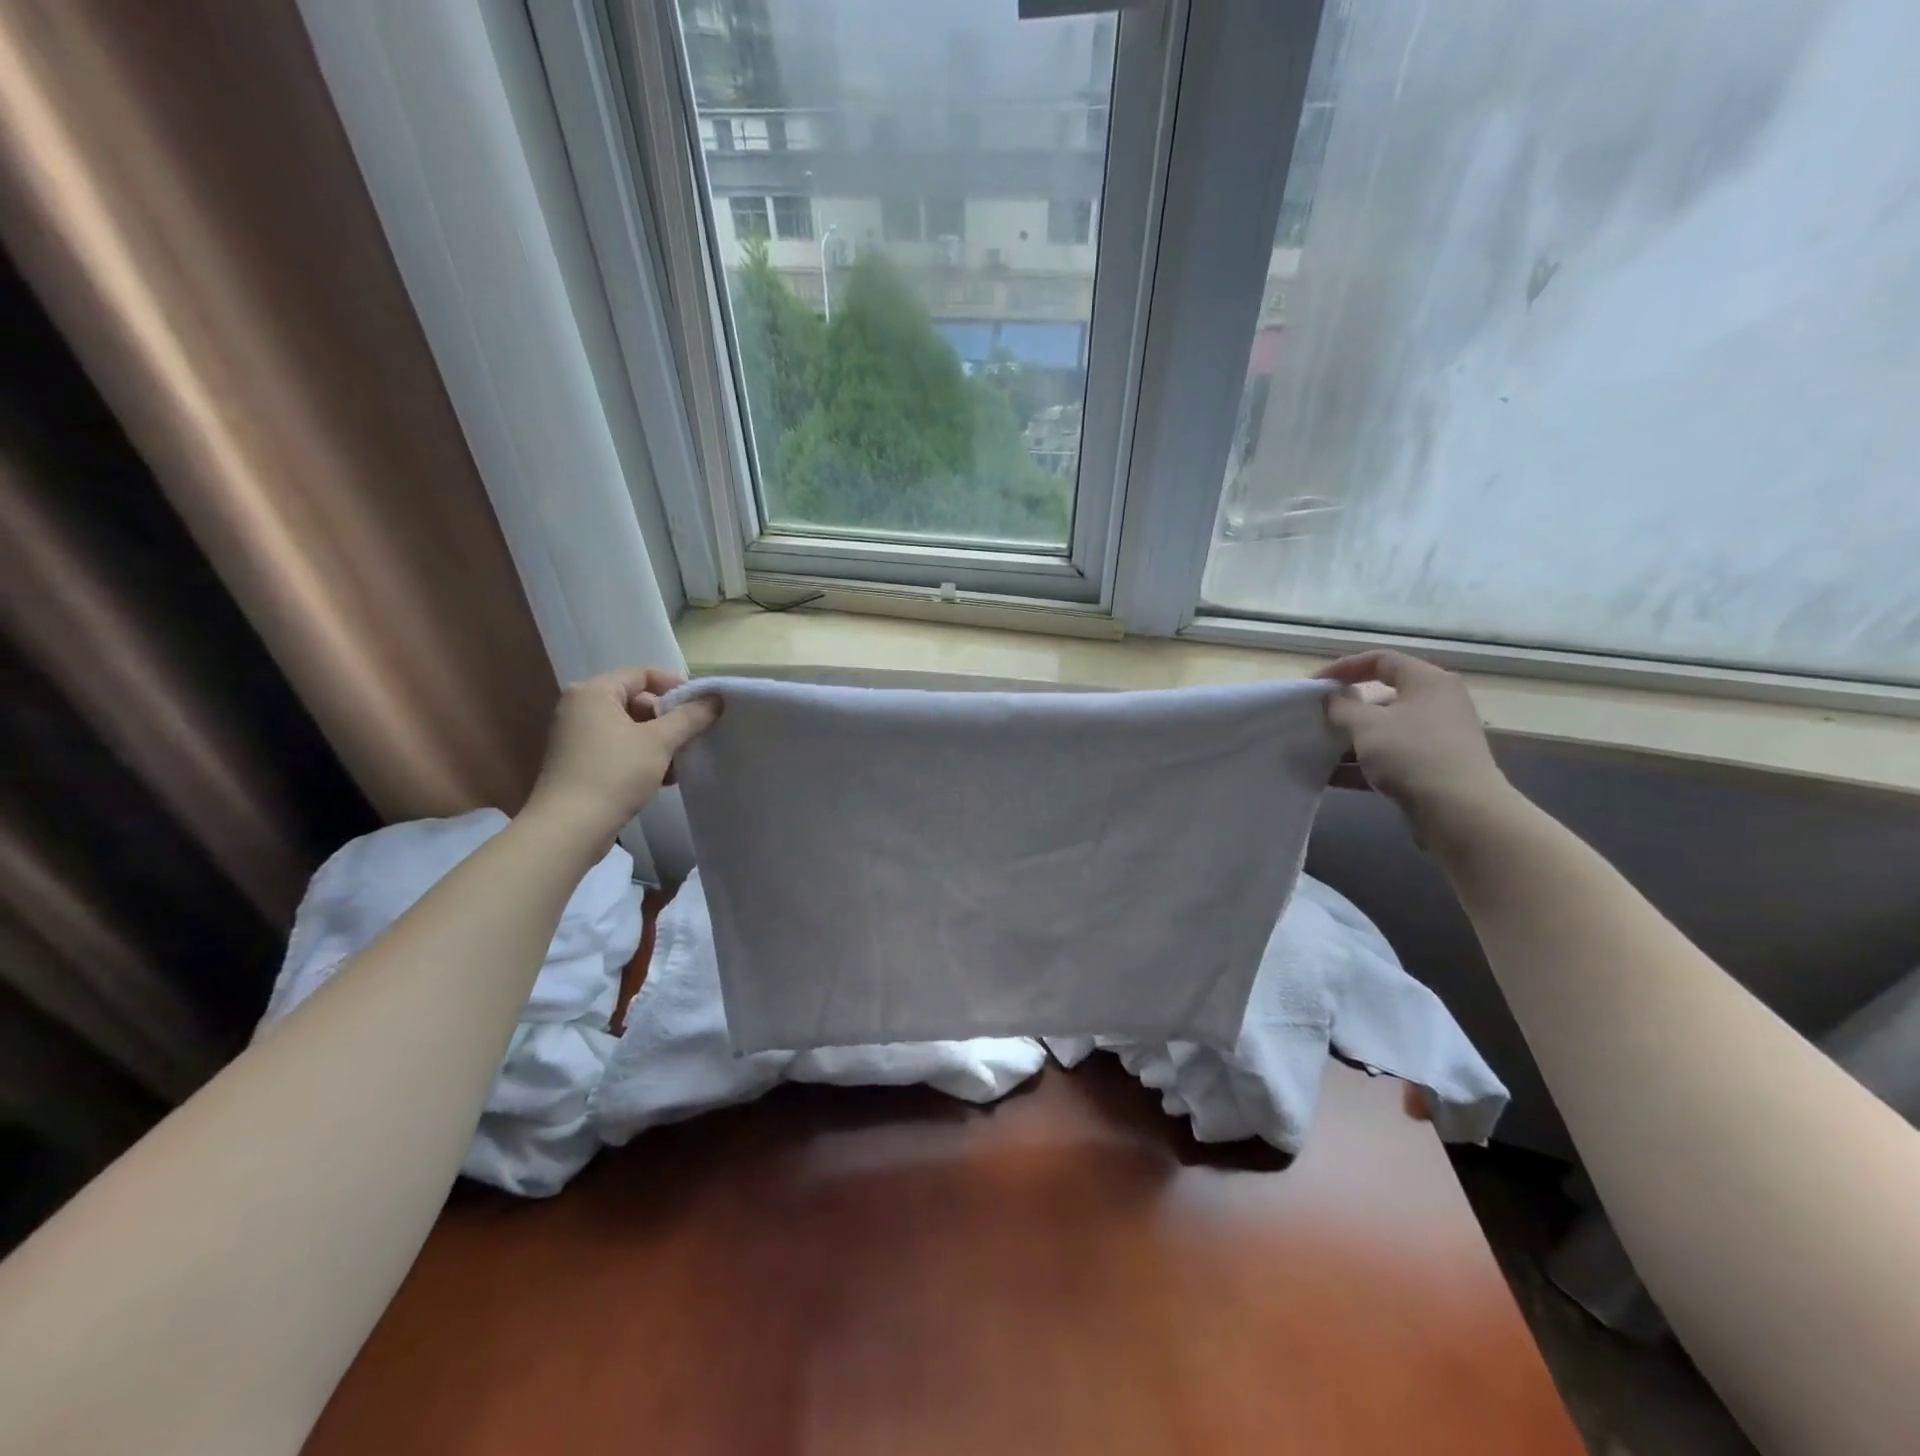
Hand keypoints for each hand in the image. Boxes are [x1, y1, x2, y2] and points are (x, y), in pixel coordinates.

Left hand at [522, 667, 719, 849]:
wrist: (570, 828)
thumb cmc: (614, 773)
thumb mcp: (659, 742)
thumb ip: (689, 717)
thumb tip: (716, 699)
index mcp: (594, 693)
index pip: (643, 674)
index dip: (676, 686)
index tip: (702, 706)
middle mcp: (581, 708)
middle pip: (637, 701)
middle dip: (670, 719)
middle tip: (694, 736)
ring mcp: (578, 737)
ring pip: (631, 728)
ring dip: (660, 741)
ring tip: (683, 761)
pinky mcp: (581, 763)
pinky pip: (620, 749)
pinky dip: (643, 757)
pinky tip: (665, 778)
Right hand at [1315, 651, 1511, 844]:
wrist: (1460, 812)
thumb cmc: (1412, 754)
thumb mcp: (1367, 725)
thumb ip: (1342, 707)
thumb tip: (1332, 698)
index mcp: (1427, 682)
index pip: (1381, 660)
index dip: (1344, 667)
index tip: (1314, 685)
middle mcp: (1436, 704)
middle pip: (1382, 697)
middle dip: (1345, 709)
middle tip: (1315, 718)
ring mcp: (1436, 738)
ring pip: (1384, 730)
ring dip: (1349, 739)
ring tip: (1318, 750)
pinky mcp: (1431, 768)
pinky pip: (1389, 757)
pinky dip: (1362, 763)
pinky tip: (1332, 777)